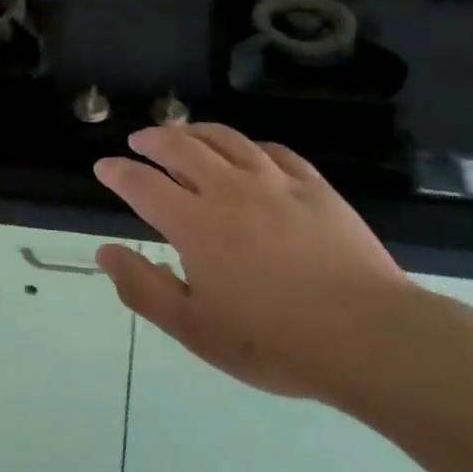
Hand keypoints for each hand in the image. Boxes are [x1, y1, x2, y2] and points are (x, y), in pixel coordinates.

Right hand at [92, 124, 413, 404]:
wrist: (368, 336)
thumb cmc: (273, 340)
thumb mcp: (195, 329)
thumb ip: (144, 288)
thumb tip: (106, 252)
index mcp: (194, 222)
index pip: (143, 184)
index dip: (118, 172)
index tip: (104, 167)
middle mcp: (229, 189)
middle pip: (181, 147)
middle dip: (153, 139)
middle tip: (140, 140)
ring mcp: (275, 182)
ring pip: (226, 139)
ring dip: (196, 131)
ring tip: (183, 132)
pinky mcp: (313, 186)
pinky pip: (273, 151)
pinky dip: (249, 145)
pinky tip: (247, 151)